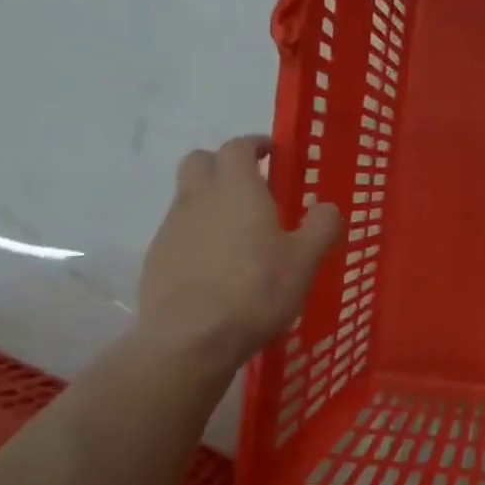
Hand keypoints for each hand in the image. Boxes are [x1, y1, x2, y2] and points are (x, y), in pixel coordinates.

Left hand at [135, 135, 341, 368]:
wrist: (190, 339)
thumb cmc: (255, 291)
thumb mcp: (304, 261)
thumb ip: (321, 227)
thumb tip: (327, 207)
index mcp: (237, 189)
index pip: (238, 147)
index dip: (254, 145)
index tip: (271, 152)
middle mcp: (198, 198)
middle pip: (200, 161)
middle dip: (223, 163)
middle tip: (250, 184)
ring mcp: (172, 228)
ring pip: (188, 196)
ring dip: (210, 200)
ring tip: (238, 232)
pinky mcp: (157, 258)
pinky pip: (179, 231)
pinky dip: (197, 233)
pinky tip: (216, 265)